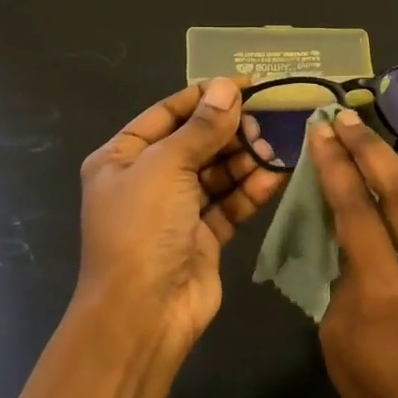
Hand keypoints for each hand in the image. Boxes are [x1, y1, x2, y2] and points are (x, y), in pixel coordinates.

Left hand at [75, 78, 284, 353]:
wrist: (143, 313)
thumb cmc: (142, 228)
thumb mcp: (166, 167)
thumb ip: (201, 128)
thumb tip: (228, 86)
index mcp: (122, 157)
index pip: (168, 113)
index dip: (206, 96)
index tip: (248, 83)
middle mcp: (147, 180)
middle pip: (195, 142)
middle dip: (230, 130)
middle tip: (265, 122)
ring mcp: (175, 210)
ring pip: (216, 173)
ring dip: (244, 159)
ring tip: (272, 149)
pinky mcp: (202, 237)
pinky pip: (229, 204)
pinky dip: (250, 190)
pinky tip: (276, 175)